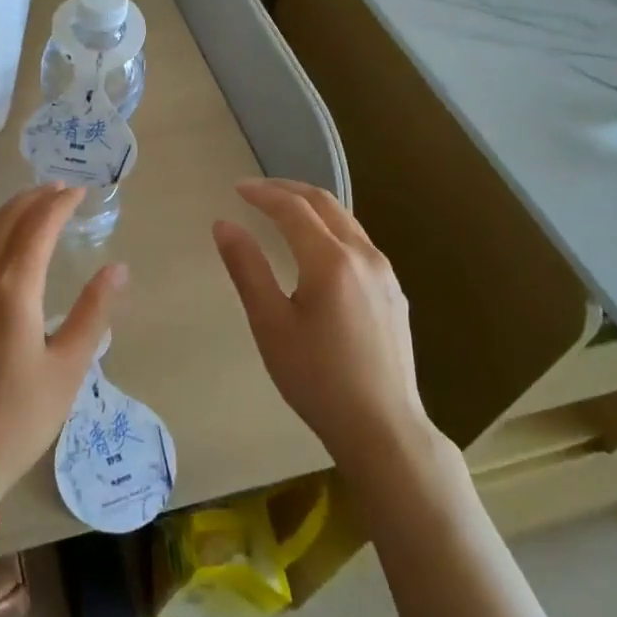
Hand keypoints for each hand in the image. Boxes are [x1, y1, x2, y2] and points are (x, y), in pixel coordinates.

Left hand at [0, 185, 125, 498]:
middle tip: (61, 189)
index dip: (59, 204)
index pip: (37, 228)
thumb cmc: (19, 418)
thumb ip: (93, 313)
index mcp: (12, 292)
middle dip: (33, 199)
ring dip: (9, 212)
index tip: (81, 190)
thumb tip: (117, 268)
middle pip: (4, 221)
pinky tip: (7, 243)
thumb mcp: (68, 368)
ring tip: (36, 205)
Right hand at [212, 178, 426, 463]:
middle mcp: (363, 255)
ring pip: (345, 220)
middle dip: (288, 190)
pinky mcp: (393, 292)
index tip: (236, 188)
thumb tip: (224, 224)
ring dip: (311, 206)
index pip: (293, 208)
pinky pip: (358, 242)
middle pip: (325, 203)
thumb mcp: (270, 324)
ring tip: (282, 211)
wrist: (383, 428)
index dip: (263, 193)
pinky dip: (330, 228)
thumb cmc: (316, 378)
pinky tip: (316, 247)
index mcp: (330, 260)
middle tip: (256, 190)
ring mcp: (384, 273)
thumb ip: (247, 268)